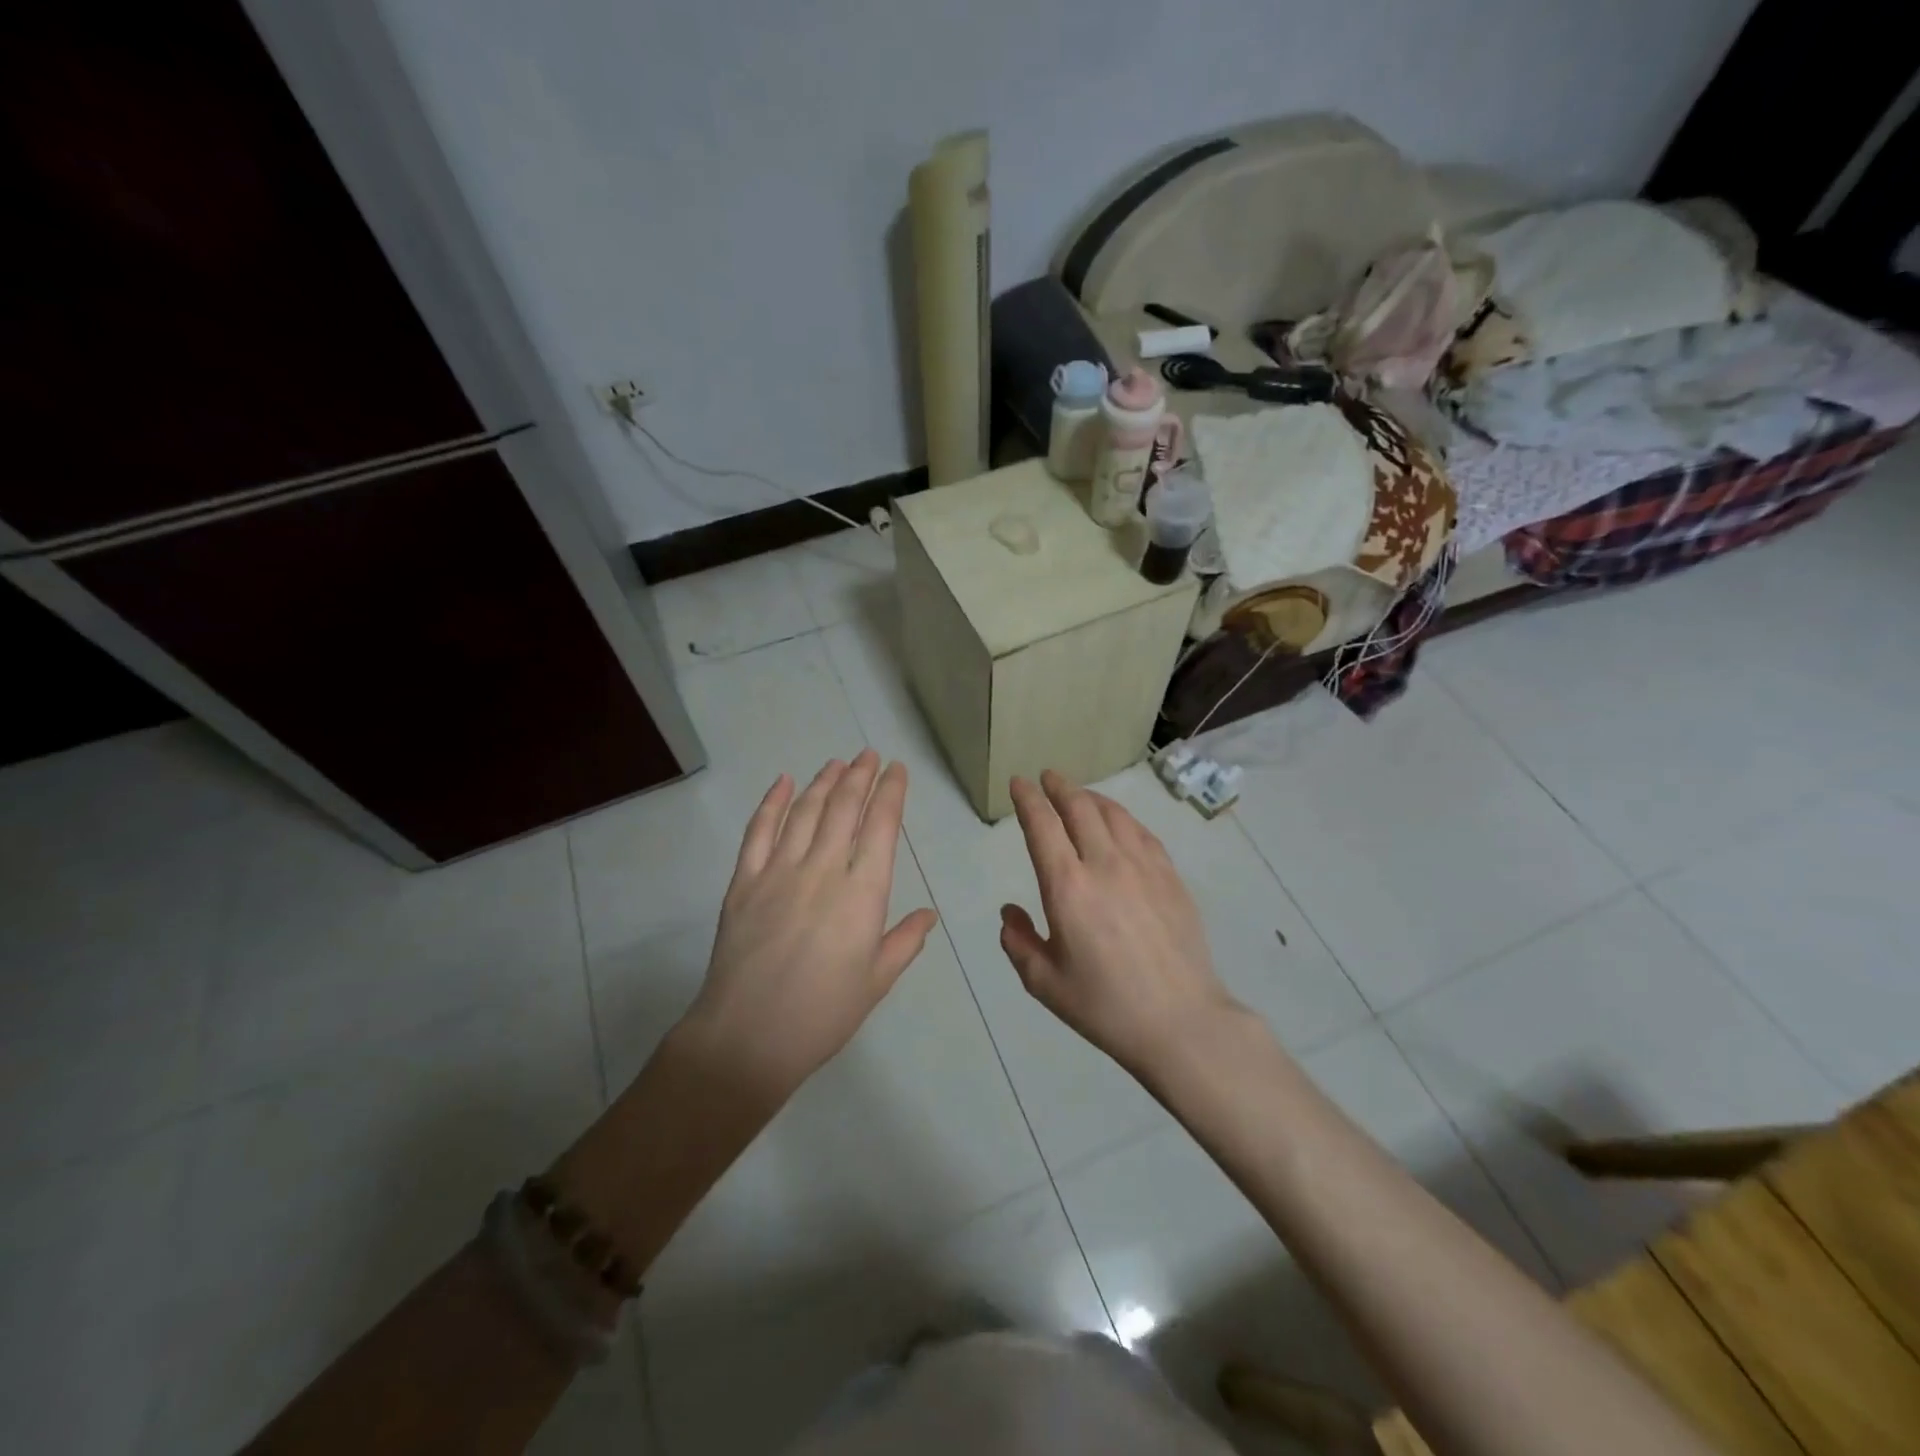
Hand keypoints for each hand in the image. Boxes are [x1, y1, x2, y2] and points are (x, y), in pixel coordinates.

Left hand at [683, 749, 938, 1100]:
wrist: (747, 1038)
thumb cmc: (823, 1014)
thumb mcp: (876, 981)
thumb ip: (905, 941)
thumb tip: (929, 914)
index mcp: (862, 893)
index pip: (881, 826)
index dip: (890, 792)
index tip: (896, 769)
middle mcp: (823, 869)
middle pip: (843, 808)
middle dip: (859, 775)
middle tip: (868, 754)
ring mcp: (778, 871)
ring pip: (804, 811)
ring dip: (823, 782)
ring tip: (836, 763)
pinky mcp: (743, 881)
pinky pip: (758, 831)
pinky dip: (771, 802)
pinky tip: (782, 783)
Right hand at [1000, 770, 1245, 1080]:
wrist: (1180, 1021)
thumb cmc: (1105, 1006)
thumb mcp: (1044, 983)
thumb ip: (1018, 942)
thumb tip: (1010, 911)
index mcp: (1067, 887)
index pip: (1043, 825)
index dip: (1028, 799)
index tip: (1019, 783)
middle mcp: (1104, 864)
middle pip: (1080, 808)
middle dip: (1059, 787)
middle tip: (1047, 777)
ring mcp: (1143, 867)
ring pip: (1114, 814)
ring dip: (1091, 797)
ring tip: (1079, 795)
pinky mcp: (1170, 877)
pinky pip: (1142, 832)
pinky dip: (1123, 818)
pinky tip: (1119, 823)